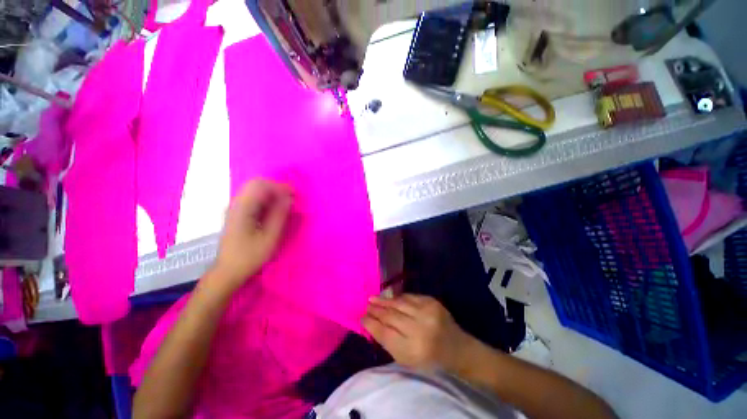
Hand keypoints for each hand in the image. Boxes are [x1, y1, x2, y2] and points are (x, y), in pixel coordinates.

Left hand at [210, 179, 292, 293]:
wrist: (228, 271)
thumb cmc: (250, 256)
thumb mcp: (269, 237)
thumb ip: (279, 215)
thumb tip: (289, 198)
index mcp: (242, 209)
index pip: (260, 185)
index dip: (279, 187)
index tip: (294, 195)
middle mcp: (236, 203)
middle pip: (256, 183)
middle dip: (276, 188)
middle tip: (290, 199)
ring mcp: (235, 207)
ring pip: (254, 189)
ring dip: (272, 193)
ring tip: (285, 204)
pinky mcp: (237, 213)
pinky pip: (253, 198)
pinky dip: (266, 199)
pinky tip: (274, 210)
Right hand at [362, 294, 474, 371]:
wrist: (456, 348)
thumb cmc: (429, 359)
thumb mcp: (406, 359)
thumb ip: (388, 342)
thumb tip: (371, 324)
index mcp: (413, 349)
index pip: (384, 333)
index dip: (371, 324)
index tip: (361, 318)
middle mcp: (419, 329)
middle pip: (390, 316)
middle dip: (375, 310)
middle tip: (366, 305)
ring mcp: (427, 312)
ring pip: (398, 303)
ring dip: (384, 300)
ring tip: (373, 298)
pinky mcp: (431, 301)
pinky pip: (409, 297)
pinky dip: (397, 298)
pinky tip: (389, 298)